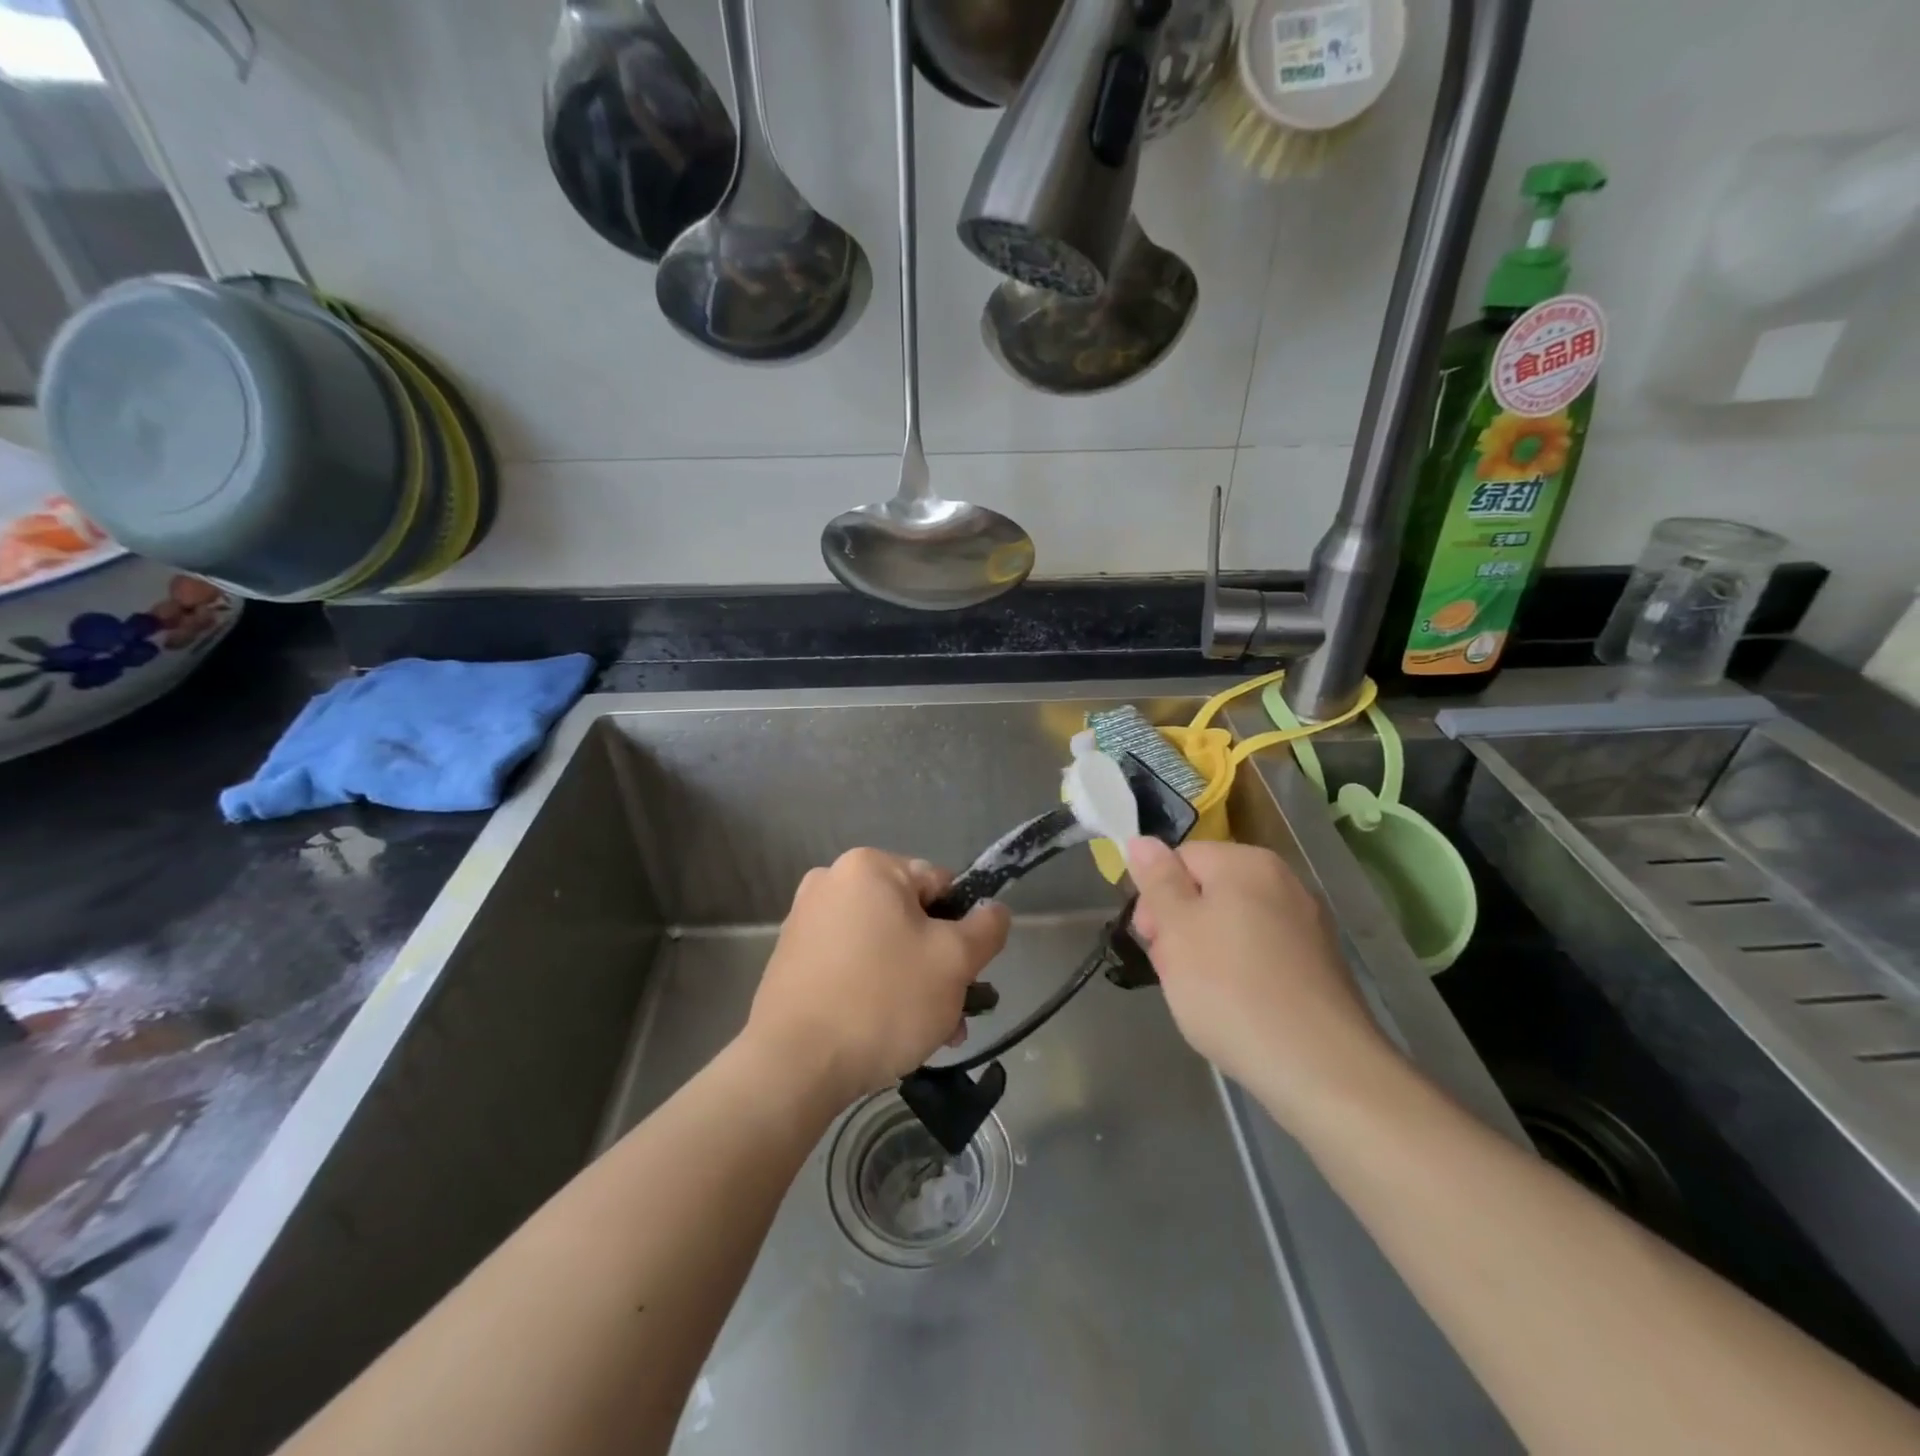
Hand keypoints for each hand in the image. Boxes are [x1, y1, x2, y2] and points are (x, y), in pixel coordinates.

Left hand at [744, 848, 1010, 1107]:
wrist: (794, 1066)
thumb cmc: (883, 1000)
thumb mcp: (954, 961)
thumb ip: (986, 928)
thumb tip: (994, 910)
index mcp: (869, 866)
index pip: (940, 885)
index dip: (962, 929)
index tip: (966, 974)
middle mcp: (831, 882)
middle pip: (910, 918)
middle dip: (937, 966)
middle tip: (952, 1016)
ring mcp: (805, 921)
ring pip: (882, 947)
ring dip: (911, 984)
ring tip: (927, 1035)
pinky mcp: (791, 960)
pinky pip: (850, 965)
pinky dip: (874, 991)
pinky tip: (886, 1034)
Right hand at [1128, 837, 1392, 1118]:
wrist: (1320, 1068)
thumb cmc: (1231, 989)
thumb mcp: (1176, 929)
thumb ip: (1157, 880)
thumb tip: (1142, 841)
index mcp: (1246, 863)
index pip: (1182, 858)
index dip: (1156, 896)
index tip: (1150, 940)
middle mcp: (1283, 882)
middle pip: (1208, 891)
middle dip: (1180, 927)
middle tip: (1172, 971)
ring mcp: (1307, 925)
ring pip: (1233, 925)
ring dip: (1206, 953)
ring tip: (1201, 997)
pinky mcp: (1319, 966)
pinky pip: (1261, 954)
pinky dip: (1240, 973)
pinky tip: (1235, 1009)